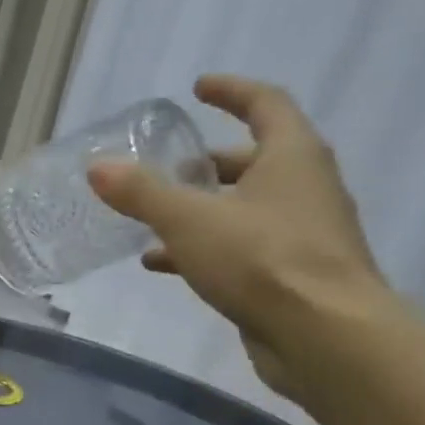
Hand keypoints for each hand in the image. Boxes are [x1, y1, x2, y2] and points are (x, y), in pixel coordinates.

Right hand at [87, 75, 390, 401]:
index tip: (198, 88)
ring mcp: (302, 233)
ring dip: (199, 208)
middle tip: (165, 166)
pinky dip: (202, 247)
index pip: (266, 104)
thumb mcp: (189, 220)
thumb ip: (142, 192)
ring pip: (243, 207)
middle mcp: (304, 188)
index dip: (231, 91)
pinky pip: (240, 247)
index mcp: (292, 157)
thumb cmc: (262, 260)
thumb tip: (98, 167)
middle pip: (254, 160)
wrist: (325, 337)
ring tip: (150, 218)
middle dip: (206, 162)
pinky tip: (161, 264)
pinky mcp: (291, 274)